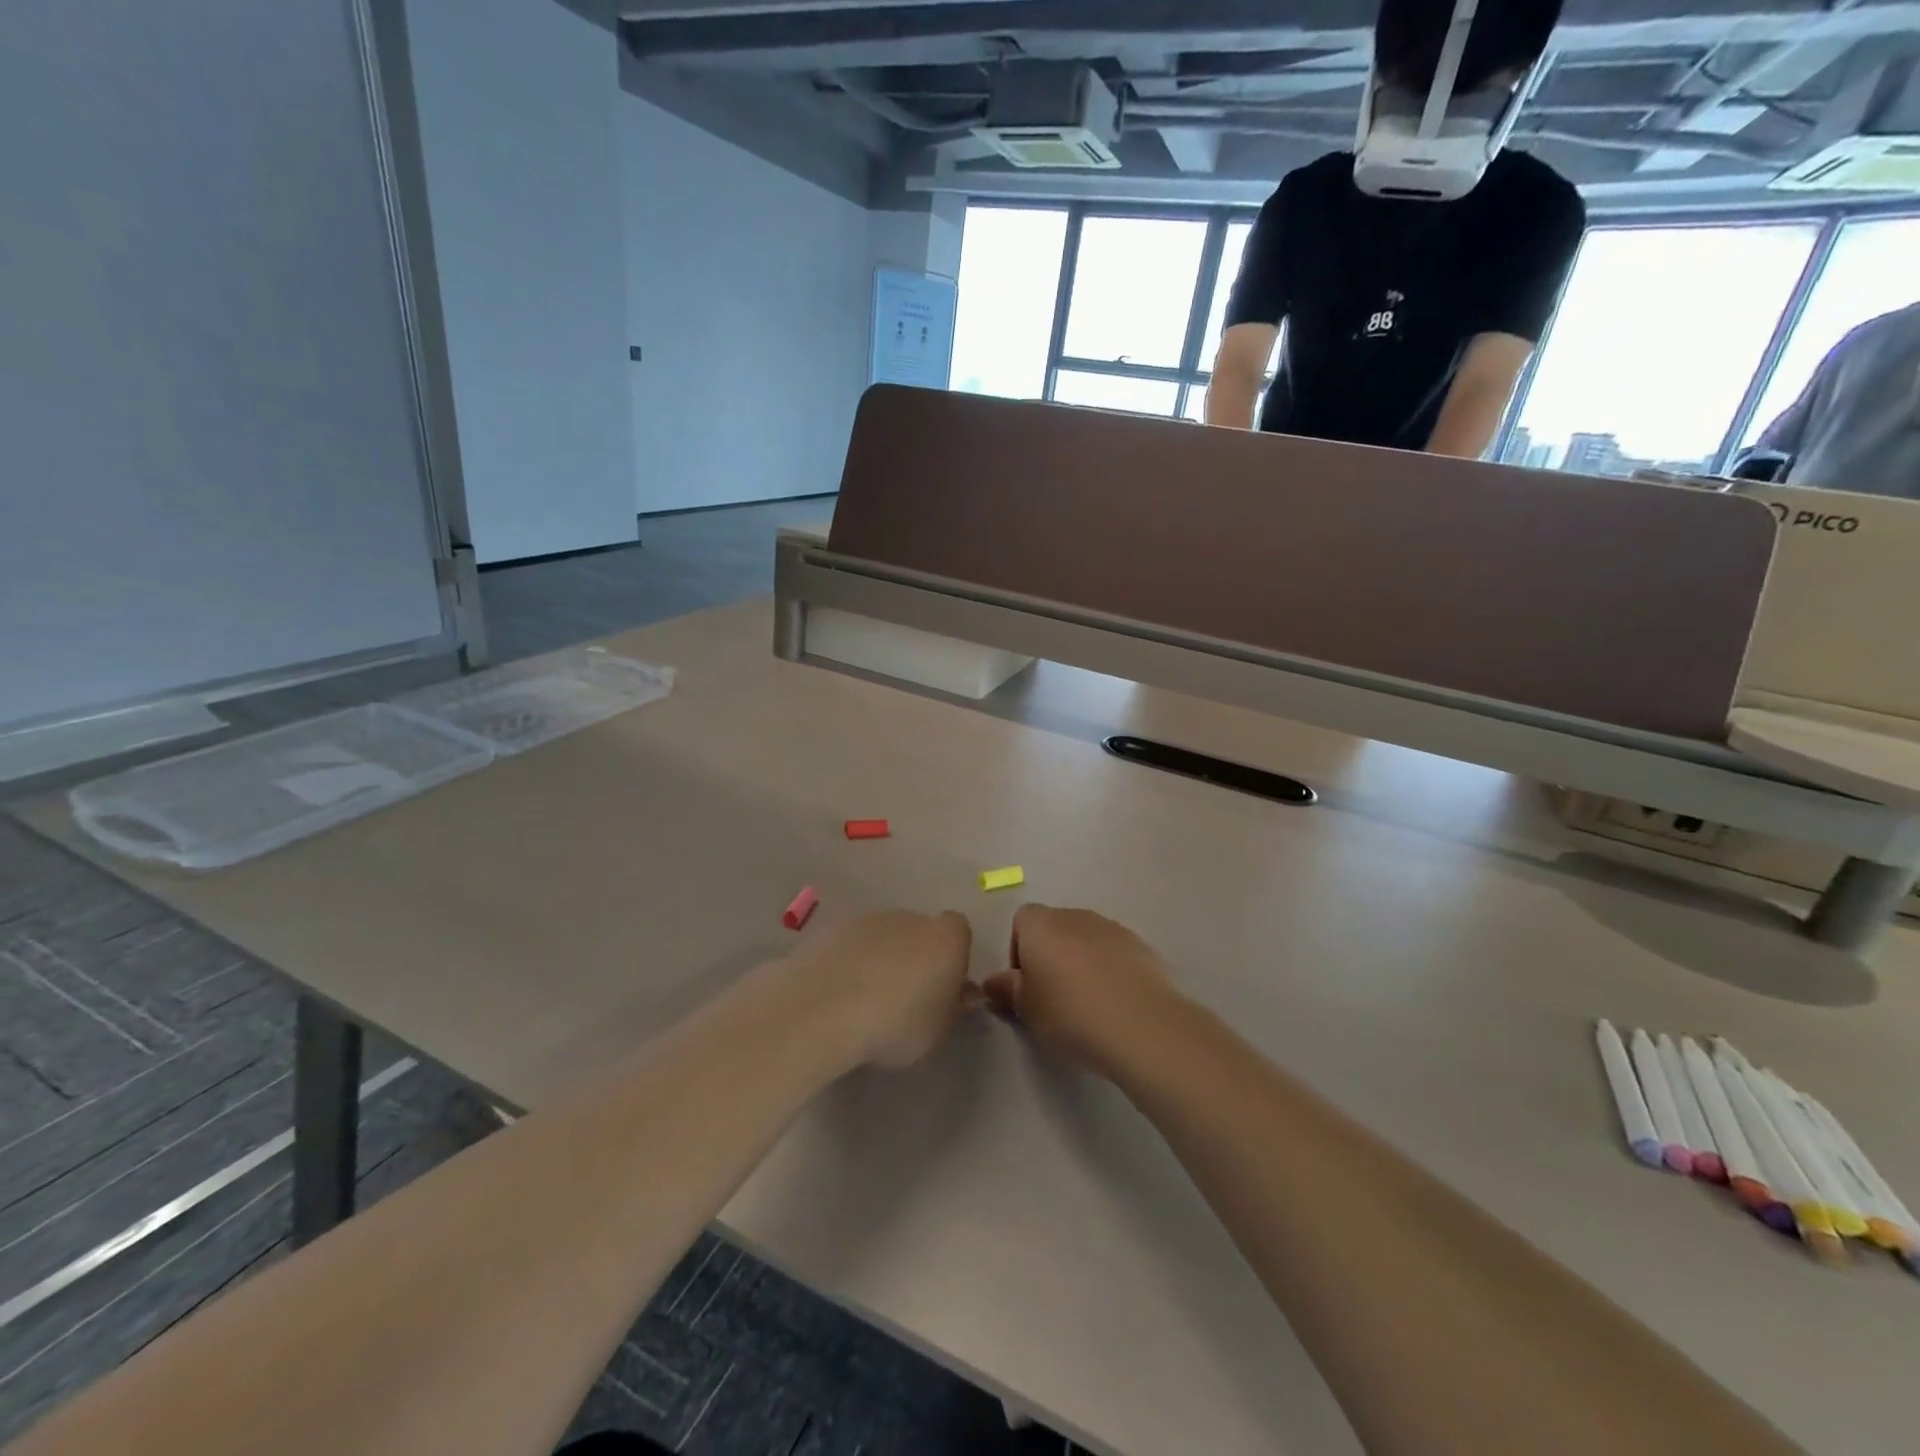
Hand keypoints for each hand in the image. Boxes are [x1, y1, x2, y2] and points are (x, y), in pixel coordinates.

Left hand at [785, 911, 977, 1070]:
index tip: (941, 990)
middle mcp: (910, 918)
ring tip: (864, 1002)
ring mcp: (868, 920)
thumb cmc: (896, 1023)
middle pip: (919, 932)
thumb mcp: (938, 1031)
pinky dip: (849, 963)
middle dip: (914, 958)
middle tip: (903, 1000)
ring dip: (879, 960)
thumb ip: (953, 1008)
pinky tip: (837, 996)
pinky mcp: (832, 929)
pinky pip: (851, 946)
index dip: (952, 958)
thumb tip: (961, 994)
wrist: (824, 1007)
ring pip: (883, 938)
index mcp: (946, 938)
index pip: (959, 932)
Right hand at [984, 906, 1183, 1079]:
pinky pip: (1114, 952)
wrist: (1141, 1025)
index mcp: (1040, 924)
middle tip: (1054, 998)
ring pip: (1086, 939)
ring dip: (1082, 961)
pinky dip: (1110, 969)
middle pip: (1055, 927)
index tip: (1026, 986)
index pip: (1022, 921)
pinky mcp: (1140, 945)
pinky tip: (1115, 1003)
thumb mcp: (1027, 1010)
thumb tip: (994, 982)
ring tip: (1088, 1003)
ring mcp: (1111, 927)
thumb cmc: (1070, 1014)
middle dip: (1051, 955)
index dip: (1019, 951)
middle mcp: (1074, 915)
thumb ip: (1006, 990)